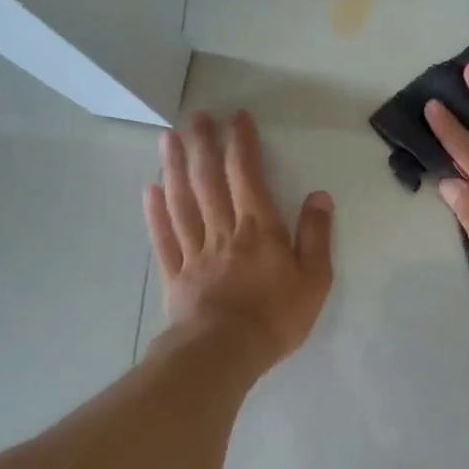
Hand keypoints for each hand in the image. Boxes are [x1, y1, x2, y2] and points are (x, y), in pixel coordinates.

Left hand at [144, 111, 334, 367]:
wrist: (225, 353)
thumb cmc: (276, 317)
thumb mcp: (314, 278)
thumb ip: (315, 235)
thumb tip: (319, 195)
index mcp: (258, 228)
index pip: (247, 175)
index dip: (241, 144)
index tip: (236, 117)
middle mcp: (223, 231)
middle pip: (209, 180)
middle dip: (203, 145)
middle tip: (196, 116)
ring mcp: (194, 251)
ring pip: (182, 201)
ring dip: (175, 167)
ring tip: (168, 138)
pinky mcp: (175, 274)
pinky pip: (163, 237)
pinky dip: (155, 212)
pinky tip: (149, 190)